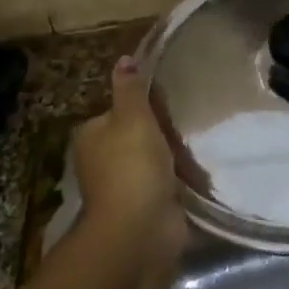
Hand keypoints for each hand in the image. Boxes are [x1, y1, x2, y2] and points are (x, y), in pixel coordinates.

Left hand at [70, 58, 185, 257]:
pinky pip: (165, 183)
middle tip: (186, 126)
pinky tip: (197, 175)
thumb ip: (131, 89)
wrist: (140, 230)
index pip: (117, 110)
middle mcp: (100, 160)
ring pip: (152, 159)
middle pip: (136, 135)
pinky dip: (179, 180)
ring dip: (173, 157)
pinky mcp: (144, 206)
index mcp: (91, 136)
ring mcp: (122, 186)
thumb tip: (124, 59)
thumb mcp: (133, 117)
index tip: (167, 104)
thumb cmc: (132, 166)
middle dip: (161, 133)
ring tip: (196, 149)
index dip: (143, 106)